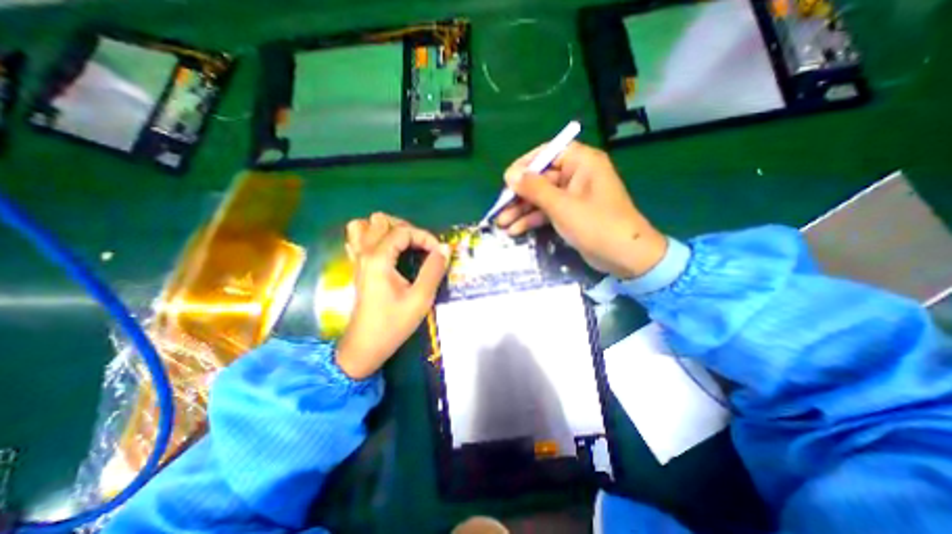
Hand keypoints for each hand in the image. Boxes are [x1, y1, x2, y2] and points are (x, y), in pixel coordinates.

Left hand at [335, 212, 450, 379]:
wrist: (366, 346)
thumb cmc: (393, 323)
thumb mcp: (420, 298)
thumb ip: (433, 270)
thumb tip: (445, 248)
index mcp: (379, 259)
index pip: (403, 231)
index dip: (425, 237)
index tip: (439, 252)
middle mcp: (365, 253)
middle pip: (381, 220)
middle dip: (406, 228)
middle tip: (422, 246)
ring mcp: (357, 259)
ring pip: (364, 226)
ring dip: (386, 229)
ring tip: (403, 243)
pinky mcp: (357, 267)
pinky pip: (358, 240)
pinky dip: (372, 237)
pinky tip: (386, 250)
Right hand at [495, 141, 664, 278]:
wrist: (625, 257)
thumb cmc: (596, 225)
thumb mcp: (562, 205)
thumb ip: (534, 188)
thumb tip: (510, 174)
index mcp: (581, 162)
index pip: (547, 153)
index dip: (525, 165)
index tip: (506, 179)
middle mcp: (577, 175)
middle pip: (541, 179)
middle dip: (519, 196)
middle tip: (499, 209)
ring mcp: (573, 196)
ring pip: (541, 198)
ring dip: (522, 210)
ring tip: (501, 224)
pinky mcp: (570, 214)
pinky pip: (547, 211)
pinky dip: (533, 220)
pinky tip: (515, 230)